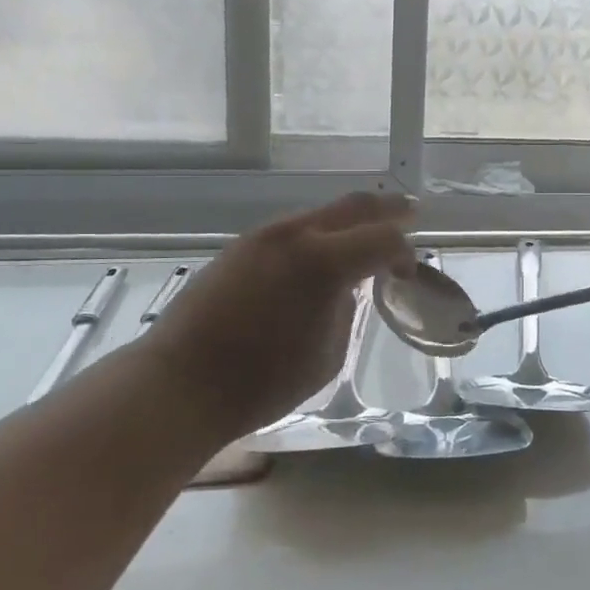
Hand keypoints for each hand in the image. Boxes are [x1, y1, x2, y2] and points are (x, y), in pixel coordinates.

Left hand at [130, 192, 416, 446]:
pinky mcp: (239, 247)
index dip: (404, 251)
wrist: (180, 383)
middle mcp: (294, 235)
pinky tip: (320, 255)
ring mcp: (262, 237)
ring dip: (348, 221)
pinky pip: (291, 229)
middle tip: (410, 212)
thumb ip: (345, 312)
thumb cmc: (261, 382)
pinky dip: (317, 234)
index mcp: (323, 262)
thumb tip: (344, 289)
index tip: (408, 272)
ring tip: (365, 237)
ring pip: (319, 214)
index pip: (383, 238)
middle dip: (387, 209)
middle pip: (353, 207)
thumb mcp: (326, 356)